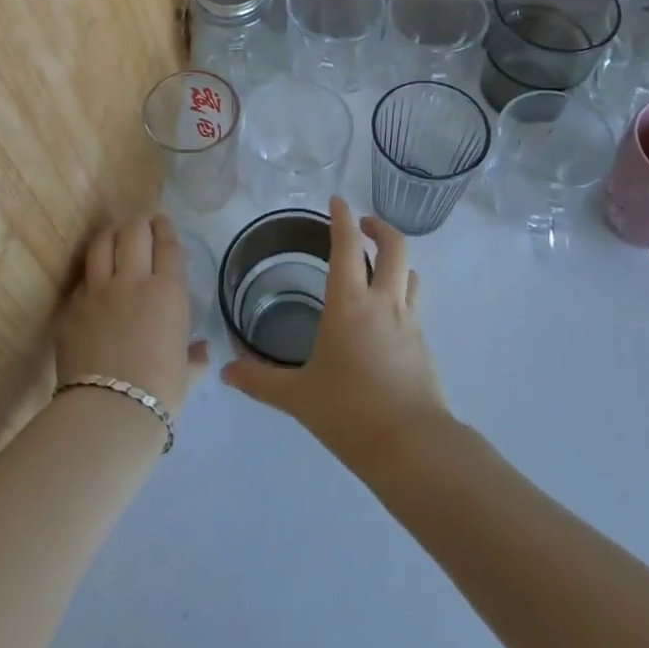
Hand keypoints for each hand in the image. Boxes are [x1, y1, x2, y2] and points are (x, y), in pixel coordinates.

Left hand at [56, 213, 208, 420]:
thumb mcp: (186, 375)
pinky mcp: (71, 307)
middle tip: (140, 225)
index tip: (162, 221)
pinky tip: (93, 280)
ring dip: (110, 235)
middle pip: (133, 231)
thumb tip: (201, 352)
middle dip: (138, 222)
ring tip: (113, 238)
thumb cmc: (159, 394)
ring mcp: (97, 291)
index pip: (167, 244)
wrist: (108, 412)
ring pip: (102, 243)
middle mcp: (132, 280)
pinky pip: (82, 279)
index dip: (165, 227)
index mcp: (168, 291)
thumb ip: (194, 356)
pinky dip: (91, 273)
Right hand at [221, 197, 447, 468]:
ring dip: (396, 259)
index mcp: (349, 303)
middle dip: (379, 228)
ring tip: (378, 265)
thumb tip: (225, 371)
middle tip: (363, 224)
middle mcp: (383, 302)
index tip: (337, 200)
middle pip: (394, 246)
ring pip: (410, 272)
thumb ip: (259, 380)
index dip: (341, 218)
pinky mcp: (423, 344)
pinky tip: (387, 314)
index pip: (347, 245)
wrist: (412, 446)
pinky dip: (402, 292)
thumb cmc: (349, 412)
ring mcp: (409, 322)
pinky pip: (414, 303)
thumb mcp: (298, 397)